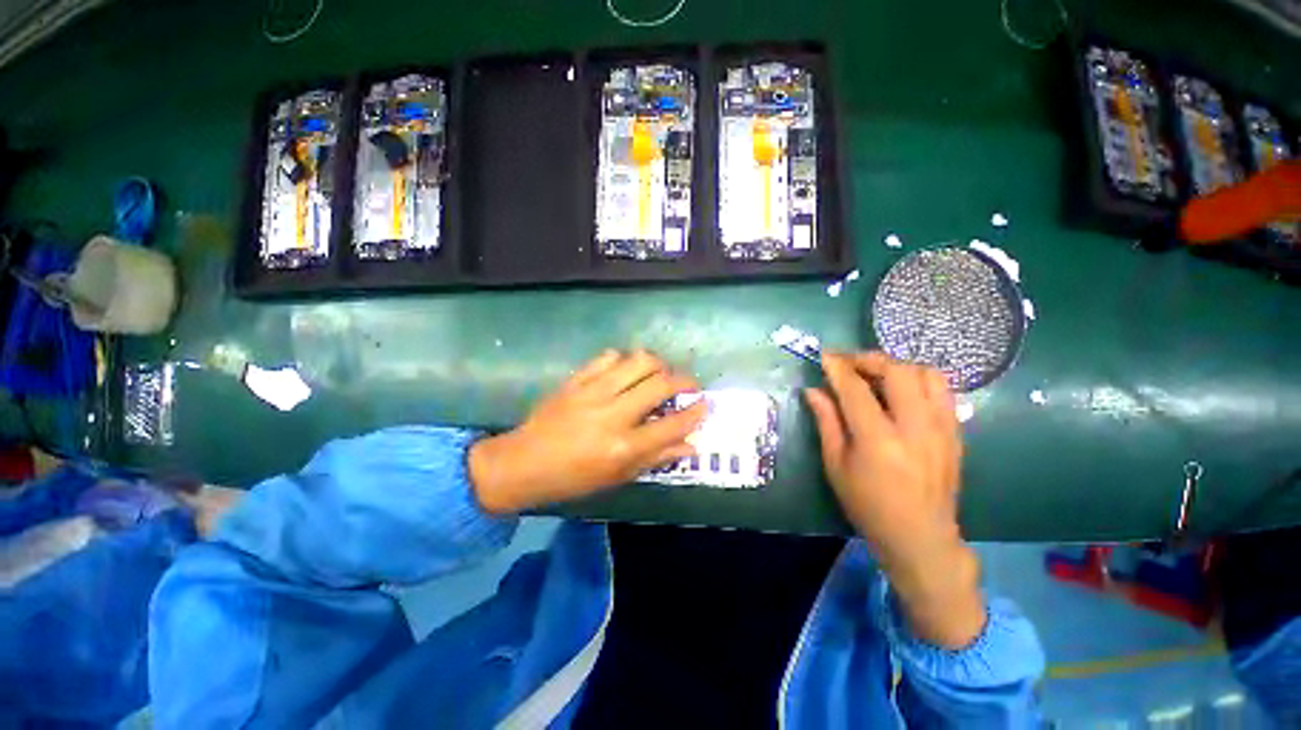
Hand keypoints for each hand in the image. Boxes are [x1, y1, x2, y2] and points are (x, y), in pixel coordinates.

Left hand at [470, 350, 705, 514]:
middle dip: (684, 381)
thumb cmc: (573, 478)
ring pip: (639, 361)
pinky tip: (625, 371)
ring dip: (658, 365)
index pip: (674, 423)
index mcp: (624, 446)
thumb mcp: (618, 477)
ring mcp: (594, 391)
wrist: (523, 463)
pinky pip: (608, 356)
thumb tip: (691, 446)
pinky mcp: (577, 379)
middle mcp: (614, 414)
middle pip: (662, 384)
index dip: (697, 412)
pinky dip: (624, 360)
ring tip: (659, 375)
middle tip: (688, 386)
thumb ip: (657, 458)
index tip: (706, 403)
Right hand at [805, 351, 984, 648]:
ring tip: (877, 374)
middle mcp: (915, 427)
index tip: (825, 356)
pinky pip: (942, 390)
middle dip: (869, 359)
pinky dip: (918, 380)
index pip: (856, 389)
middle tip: (849, 363)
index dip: (838, 367)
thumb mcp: (836, 465)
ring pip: (927, 374)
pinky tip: (901, 391)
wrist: (921, 537)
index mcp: (878, 440)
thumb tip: (813, 390)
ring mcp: (942, 428)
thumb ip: (827, 422)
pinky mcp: (956, 432)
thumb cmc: (868, 505)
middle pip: (898, 371)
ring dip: (898, 366)